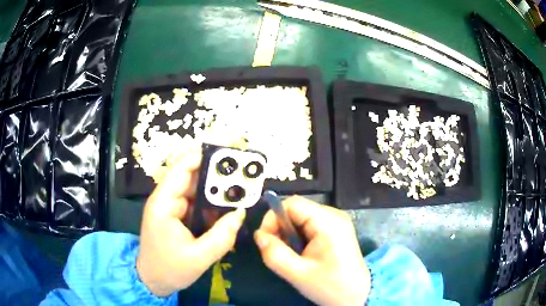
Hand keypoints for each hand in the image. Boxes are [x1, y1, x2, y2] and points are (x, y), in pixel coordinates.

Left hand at [137, 148, 245, 296]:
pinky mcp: (175, 215)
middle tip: (242, 175)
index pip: (181, 169)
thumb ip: (222, 236)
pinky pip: (195, 203)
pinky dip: (210, 204)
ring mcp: (170, 207)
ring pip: (195, 190)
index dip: (203, 158)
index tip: (229, 156)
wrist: (152, 281)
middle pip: (190, 176)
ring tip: (239, 191)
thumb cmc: (170, 269)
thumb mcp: (199, 258)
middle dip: (215, 175)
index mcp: (163, 204)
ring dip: (215, 190)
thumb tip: (240, 212)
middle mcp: (165, 200)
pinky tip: (225, 209)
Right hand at [254, 196, 369, 305]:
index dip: (273, 218)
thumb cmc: (330, 286)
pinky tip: (300, 253)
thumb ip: (274, 254)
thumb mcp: (298, 274)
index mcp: (328, 222)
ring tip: (289, 255)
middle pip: (296, 209)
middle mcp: (333, 215)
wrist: (357, 296)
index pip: (291, 204)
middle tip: (276, 250)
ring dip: (288, 233)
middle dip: (280, 227)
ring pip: (301, 218)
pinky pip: (309, 225)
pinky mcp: (335, 230)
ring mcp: (336, 222)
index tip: (266, 240)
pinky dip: (298, 236)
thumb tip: (258, 235)